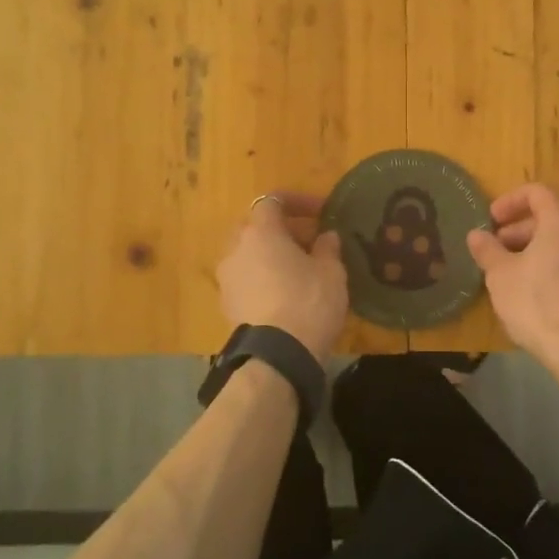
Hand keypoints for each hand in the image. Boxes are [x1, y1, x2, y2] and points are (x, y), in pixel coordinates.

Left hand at [216, 193, 347, 364]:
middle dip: (283, 230)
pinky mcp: (226, 305)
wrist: (278, 357)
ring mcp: (227, 278)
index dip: (298, 202)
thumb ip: (328, 247)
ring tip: (299, 271)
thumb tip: (326, 236)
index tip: (321, 213)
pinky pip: (246, 279)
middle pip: (256, 227)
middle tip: (310, 242)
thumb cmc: (308, 302)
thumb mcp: (331, 271)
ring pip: (249, 254)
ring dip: (271, 256)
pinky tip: (285, 295)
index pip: (273, 201)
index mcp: (260, 232)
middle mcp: (236, 249)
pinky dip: (263, 279)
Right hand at [466, 184, 558, 362]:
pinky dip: (557, 268)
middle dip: (520, 231)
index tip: (491, 221)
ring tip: (515, 275)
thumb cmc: (536, 303)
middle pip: (552, 218)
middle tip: (497, 252)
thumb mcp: (500, 275)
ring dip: (538, 251)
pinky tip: (540, 294)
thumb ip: (487, 250)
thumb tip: (476, 235)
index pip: (536, 193)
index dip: (509, 202)